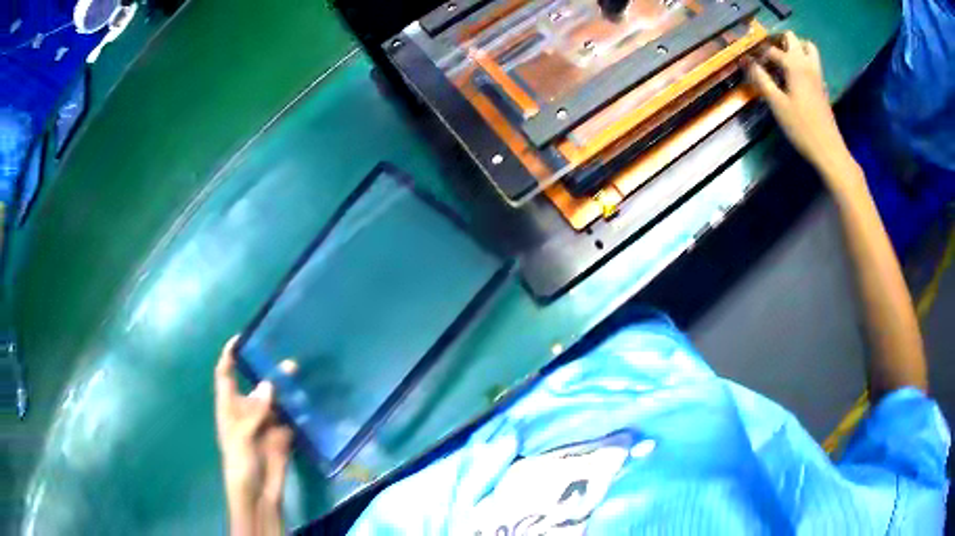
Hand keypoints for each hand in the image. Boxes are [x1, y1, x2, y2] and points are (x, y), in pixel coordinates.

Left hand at [215, 336, 292, 535]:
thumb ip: (254, 410)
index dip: (230, 355)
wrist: (258, 493)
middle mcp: (247, 410)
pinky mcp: (282, 434)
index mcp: (229, 406)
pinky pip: (290, 416)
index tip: (242, 338)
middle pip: (255, 383)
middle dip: (266, 369)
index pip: (226, 374)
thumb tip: (268, 384)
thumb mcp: (241, 436)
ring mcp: (266, 422)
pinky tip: (308, 397)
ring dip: (285, 387)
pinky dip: (298, 407)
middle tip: (284, 358)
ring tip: (298, 373)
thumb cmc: (239, 462)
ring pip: (275, 398)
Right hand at [746, 32, 850, 176]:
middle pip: (792, 38)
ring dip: (795, 47)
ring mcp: (817, 75)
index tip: (749, 60)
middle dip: (778, 41)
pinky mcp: (822, 87)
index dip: (759, 53)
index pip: (772, 49)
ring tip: (783, 58)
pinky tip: (795, 76)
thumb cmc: (801, 127)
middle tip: (767, 53)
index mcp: (794, 65)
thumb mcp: (777, 104)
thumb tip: (747, 63)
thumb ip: (762, 80)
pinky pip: (813, 63)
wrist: (828, 149)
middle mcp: (807, 64)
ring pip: (807, 48)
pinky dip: (803, 61)